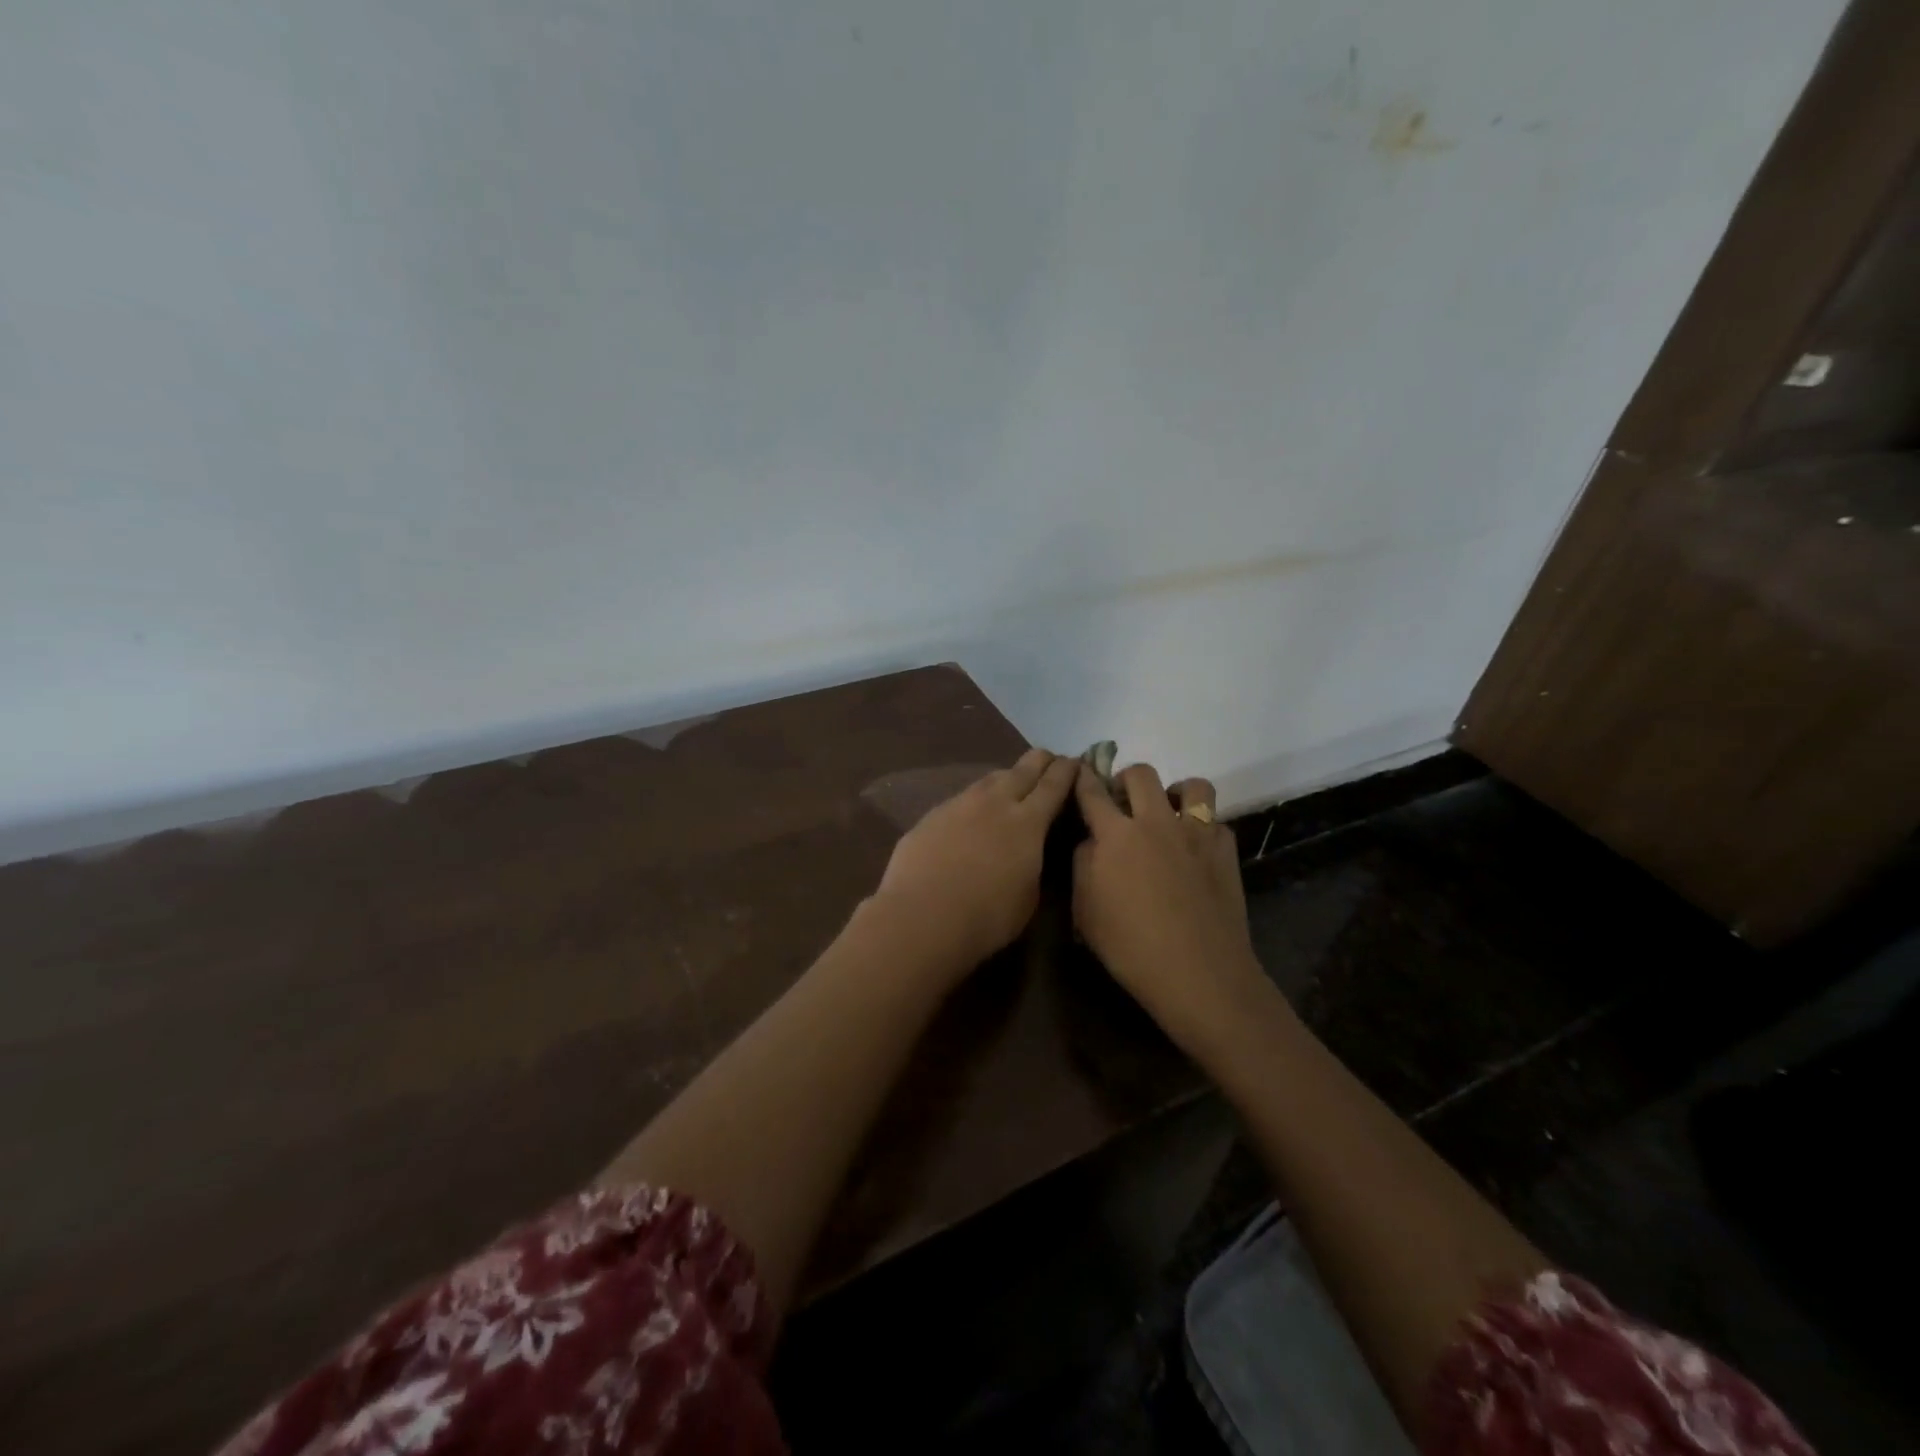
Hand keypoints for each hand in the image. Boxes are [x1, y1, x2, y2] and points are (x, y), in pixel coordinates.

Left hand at [871, 747, 1079, 977]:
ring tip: (1010, 783)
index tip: (1074, 761)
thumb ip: (1033, 864)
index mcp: (1028, 822)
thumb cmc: (986, 916)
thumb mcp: (1028, 897)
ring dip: (1005, 777)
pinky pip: (961, 799)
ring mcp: (960, 804)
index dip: (1067, 770)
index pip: (1054, 784)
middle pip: (1023, 769)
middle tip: (1048, 759)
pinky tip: (971, 814)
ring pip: (989, 779)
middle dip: (1040, 761)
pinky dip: (974, 801)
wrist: (922, 916)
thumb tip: (1028, 852)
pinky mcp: (932, 815)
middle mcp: (995, 802)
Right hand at [1072, 762, 1263, 1049]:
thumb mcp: (1085, 911)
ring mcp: (1196, 834)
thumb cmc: (1130, 947)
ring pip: (1192, 786)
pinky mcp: (1225, 851)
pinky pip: (1216, 821)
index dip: (1082, 777)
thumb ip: (1083, 865)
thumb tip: (1091, 841)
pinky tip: (1196, 849)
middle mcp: (1156, 822)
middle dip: (1127, 779)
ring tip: (1168, 814)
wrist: (1198, 973)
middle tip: (1123, 800)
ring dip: (1175, 793)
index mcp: (1116, 835)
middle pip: (1142, 774)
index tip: (1079, 771)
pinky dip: (1203, 827)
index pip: (1092, 792)